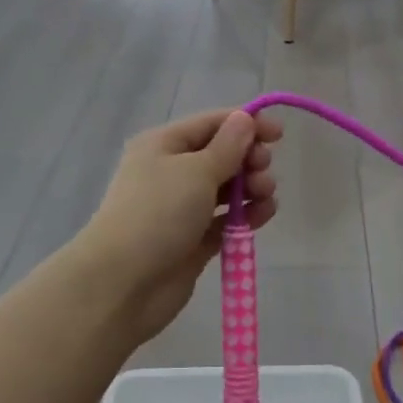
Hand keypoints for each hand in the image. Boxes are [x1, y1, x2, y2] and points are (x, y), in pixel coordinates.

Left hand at [79, 109, 282, 343]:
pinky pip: (225, 219)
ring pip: (226, 188)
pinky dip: (245, 215)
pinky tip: (263, 215)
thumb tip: (244, 118)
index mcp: (164, 144)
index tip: (279, 134)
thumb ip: (227, 146)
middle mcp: (171, 171)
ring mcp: (181, 208)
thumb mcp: (196, 171)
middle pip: (221, 155)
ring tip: (265, 196)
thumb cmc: (158, 213)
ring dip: (250, 187)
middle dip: (248, 158)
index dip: (246, 123)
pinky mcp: (193, 240)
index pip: (211, 124)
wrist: (123, 283)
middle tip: (263, 170)